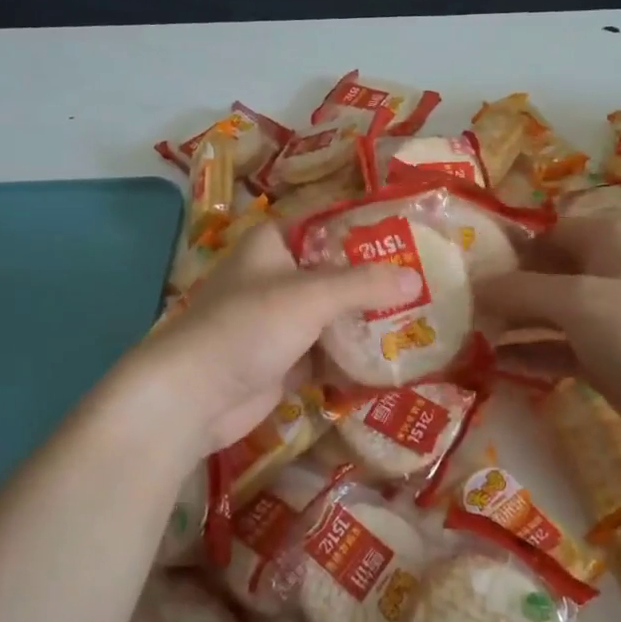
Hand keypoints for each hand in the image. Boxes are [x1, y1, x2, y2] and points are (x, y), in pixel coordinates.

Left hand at [127, 222, 421, 455]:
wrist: (196, 395)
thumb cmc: (249, 326)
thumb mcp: (311, 295)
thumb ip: (363, 285)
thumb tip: (414, 278)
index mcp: (271, 245)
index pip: (325, 227)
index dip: (364, 231)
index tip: (408, 238)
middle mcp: (275, 278)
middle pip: (333, 274)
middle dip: (373, 282)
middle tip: (425, 283)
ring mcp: (278, 322)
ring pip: (332, 316)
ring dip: (366, 322)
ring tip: (419, 320)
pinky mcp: (283, 360)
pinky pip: (326, 352)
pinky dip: (351, 356)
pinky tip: (391, 357)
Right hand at [477, 219, 620, 444]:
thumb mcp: (576, 301)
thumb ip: (521, 290)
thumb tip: (474, 284)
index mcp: (604, 242)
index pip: (545, 233)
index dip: (507, 247)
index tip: (465, 267)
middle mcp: (602, 273)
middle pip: (541, 274)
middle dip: (502, 289)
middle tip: (455, 306)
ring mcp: (602, 317)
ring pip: (546, 314)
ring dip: (511, 324)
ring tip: (464, 336)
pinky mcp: (601, 356)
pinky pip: (555, 348)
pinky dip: (529, 354)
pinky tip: (494, 364)